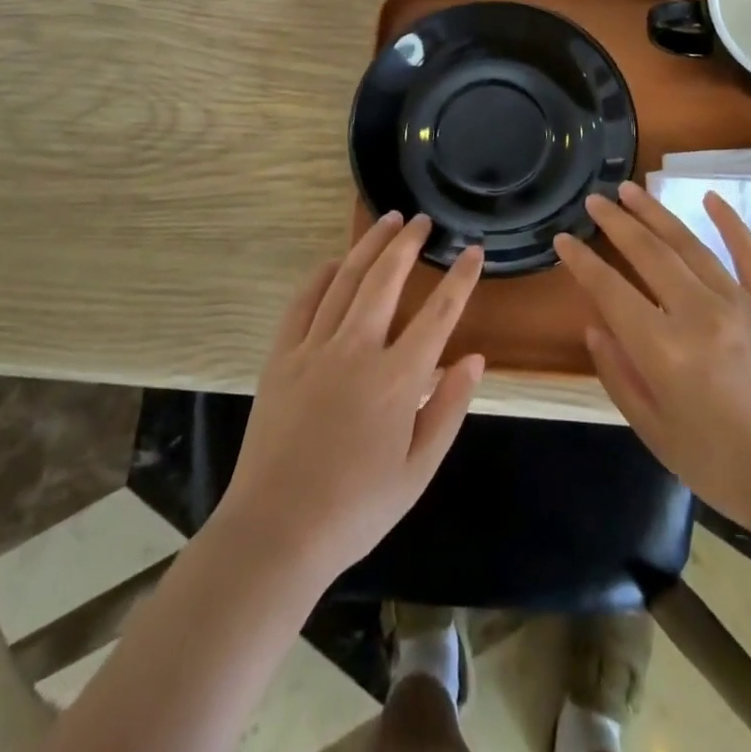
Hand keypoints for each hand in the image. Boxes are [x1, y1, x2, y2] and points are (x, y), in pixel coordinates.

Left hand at [214, 212, 485, 586]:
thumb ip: (448, 409)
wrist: (276, 531)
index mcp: (397, 379)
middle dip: (408, 243)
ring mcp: (314, 348)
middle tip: (422, 220)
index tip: (473, 250)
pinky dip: (320, 276)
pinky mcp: (281, 356)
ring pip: (345, 280)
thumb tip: (474, 359)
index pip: (439, 314)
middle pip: (386, 279)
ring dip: (369, 246)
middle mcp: (357, 350)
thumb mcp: (418, 471)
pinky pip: (302, 302)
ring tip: (386, 220)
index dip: (460, 279)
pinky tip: (333, 262)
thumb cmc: (357, 508)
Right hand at [554, 182, 750, 536]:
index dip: (582, 262)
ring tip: (631, 189)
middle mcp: (699, 315)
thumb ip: (619, 376)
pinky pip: (749, 254)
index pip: (611, 291)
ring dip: (656, 214)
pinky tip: (711, 197)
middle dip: (616, 223)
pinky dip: (730, 223)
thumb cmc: (724, 467)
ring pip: (690, 245)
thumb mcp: (656, 433)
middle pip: (648, 254)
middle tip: (595, 200)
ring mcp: (741, 304)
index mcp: (664, 351)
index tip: (564, 239)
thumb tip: (595, 327)